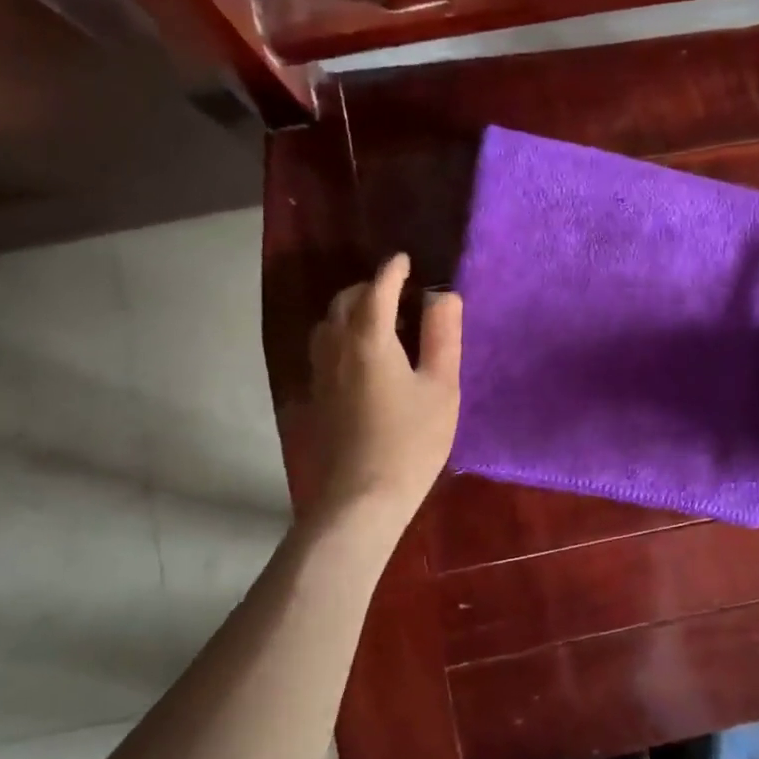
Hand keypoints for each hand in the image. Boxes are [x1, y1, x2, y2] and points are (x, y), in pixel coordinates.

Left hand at [308, 254, 461, 525]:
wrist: (360, 498)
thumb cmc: (411, 441)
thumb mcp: (441, 387)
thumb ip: (443, 336)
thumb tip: (442, 295)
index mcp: (370, 339)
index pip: (378, 289)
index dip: (393, 271)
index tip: (405, 260)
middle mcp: (337, 347)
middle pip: (346, 301)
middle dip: (370, 288)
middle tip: (398, 293)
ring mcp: (320, 373)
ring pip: (329, 324)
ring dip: (351, 311)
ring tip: (378, 322)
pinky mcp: (315, 397)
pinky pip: (324, 349)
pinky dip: (341, 336)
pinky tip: (360, 358)